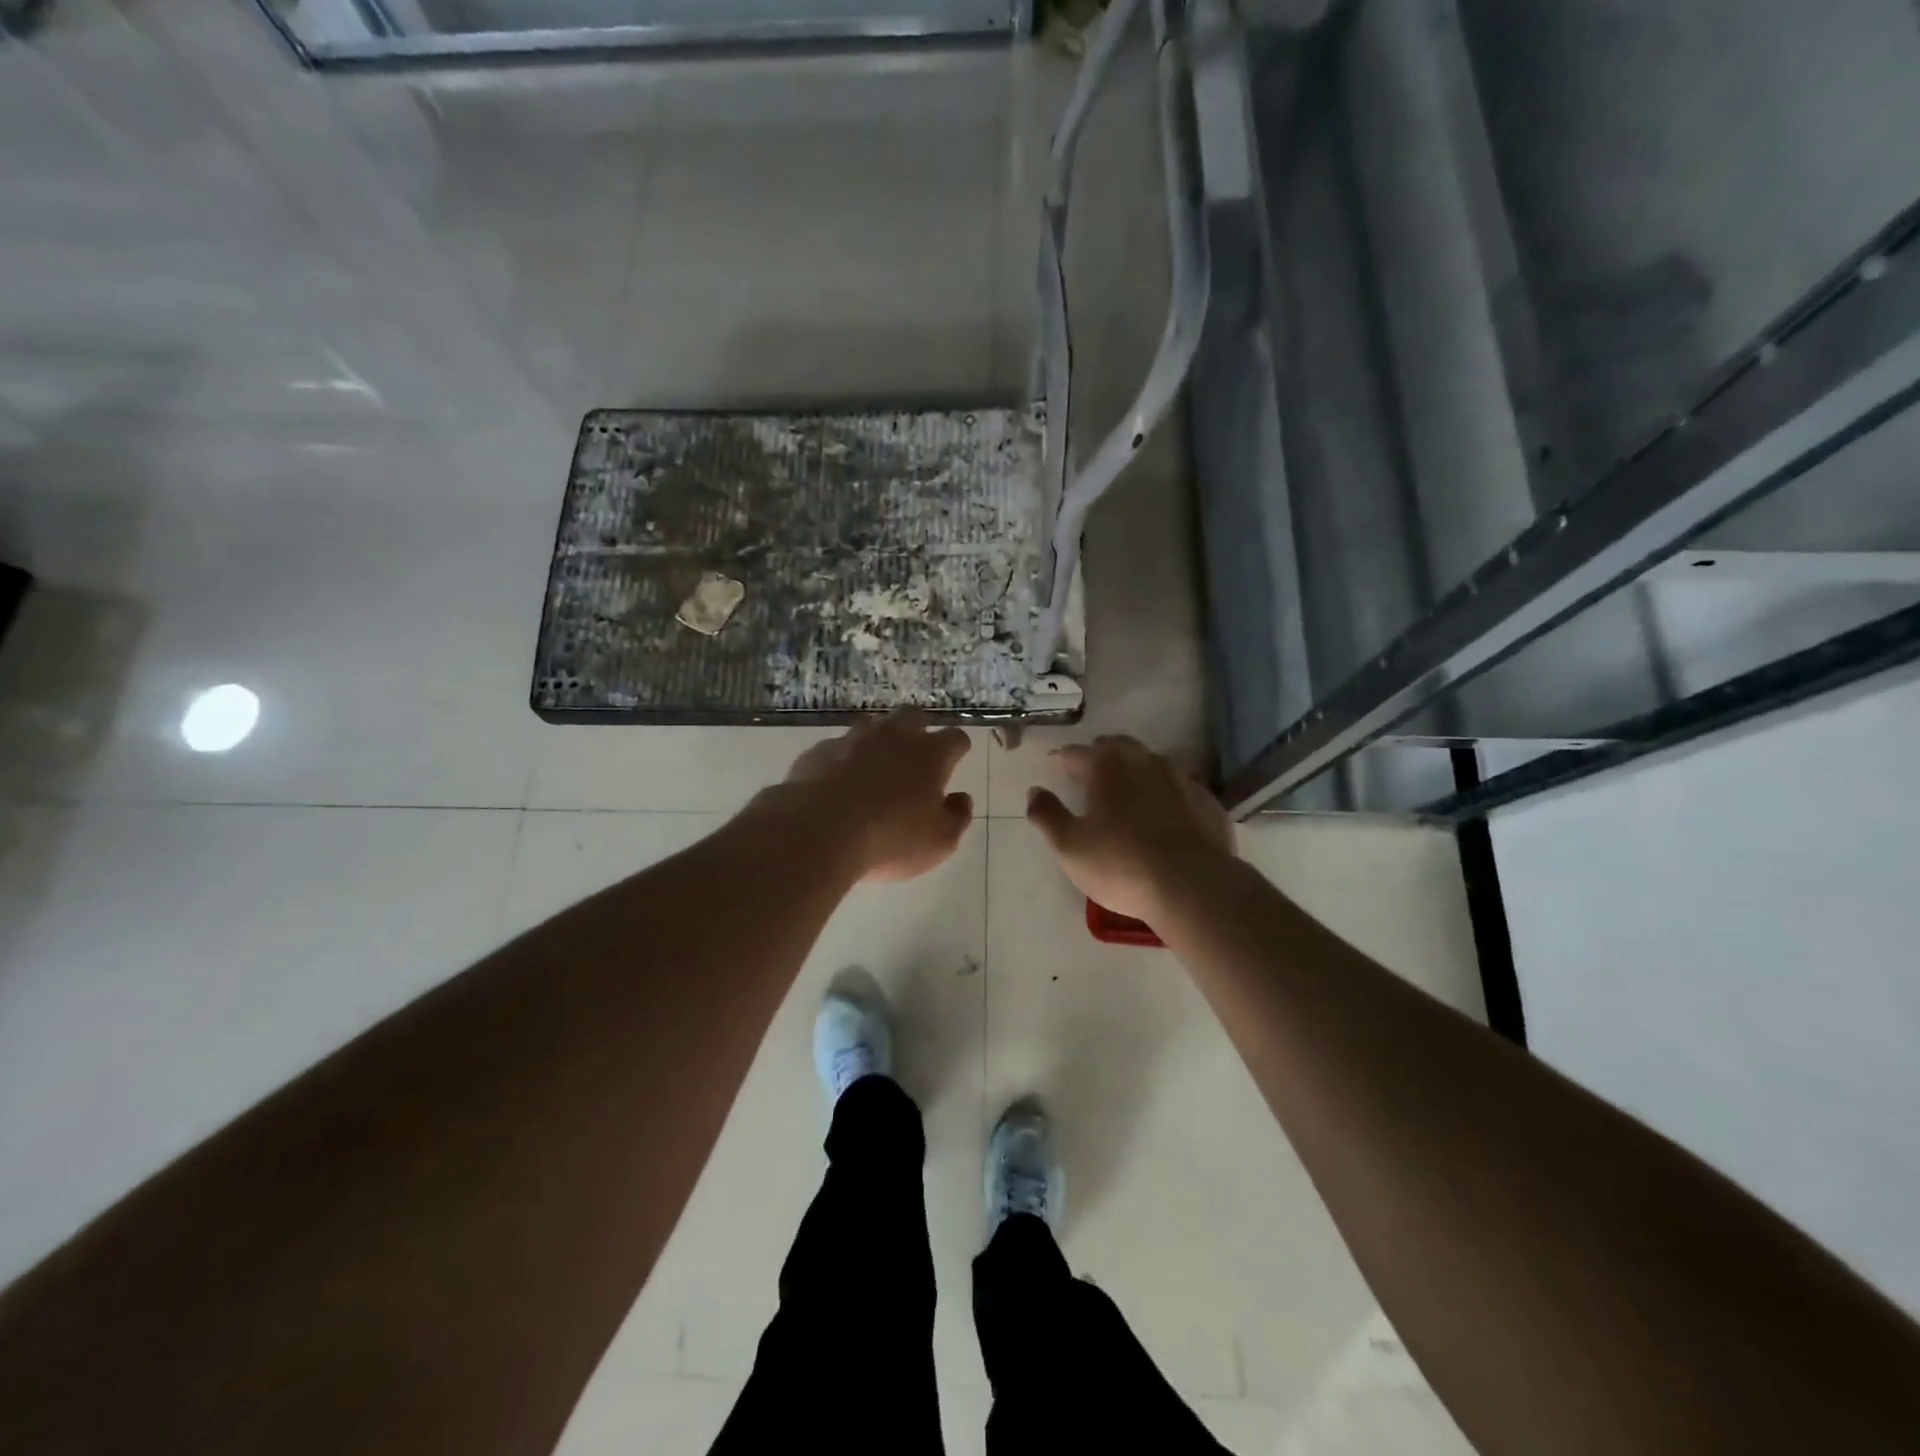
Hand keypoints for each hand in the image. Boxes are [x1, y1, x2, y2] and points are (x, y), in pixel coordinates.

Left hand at [775, 710, 974, 882]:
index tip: (957, 758)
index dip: (958, 748)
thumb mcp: (939, 841)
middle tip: (916, 755)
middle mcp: (893, 737)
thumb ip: (957, 817)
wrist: (819, 831)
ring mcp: (852, 740)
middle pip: (912, 715)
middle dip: (918, 729)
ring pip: (872, 725)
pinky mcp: (819, 752)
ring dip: (878, 740)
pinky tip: (837, 783)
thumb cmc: (891, 838)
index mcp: (930, 755)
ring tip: (875, 767)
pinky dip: (843, 760)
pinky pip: (837, 748)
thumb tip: (961, 798)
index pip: (955, 738)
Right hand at [1026, 736, 1233, 923]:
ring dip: (1135, 773)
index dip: (1063, 760)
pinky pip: (1179, 789)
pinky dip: (1165, 795)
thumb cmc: (1121, 864)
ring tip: (1126, 795)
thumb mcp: (1069, 845)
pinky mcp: (1207, 802)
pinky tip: (1163, 816)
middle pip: (1118, 748)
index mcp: (1108, 766)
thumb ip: (1047, 814)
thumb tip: (1034, 791)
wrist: (1193, 886)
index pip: (1077, 752)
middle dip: (1101, 757)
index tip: (1055, 768)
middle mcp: (1145, 761)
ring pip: (1152, 764)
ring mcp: (1182, 779)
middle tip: (1089, 776)